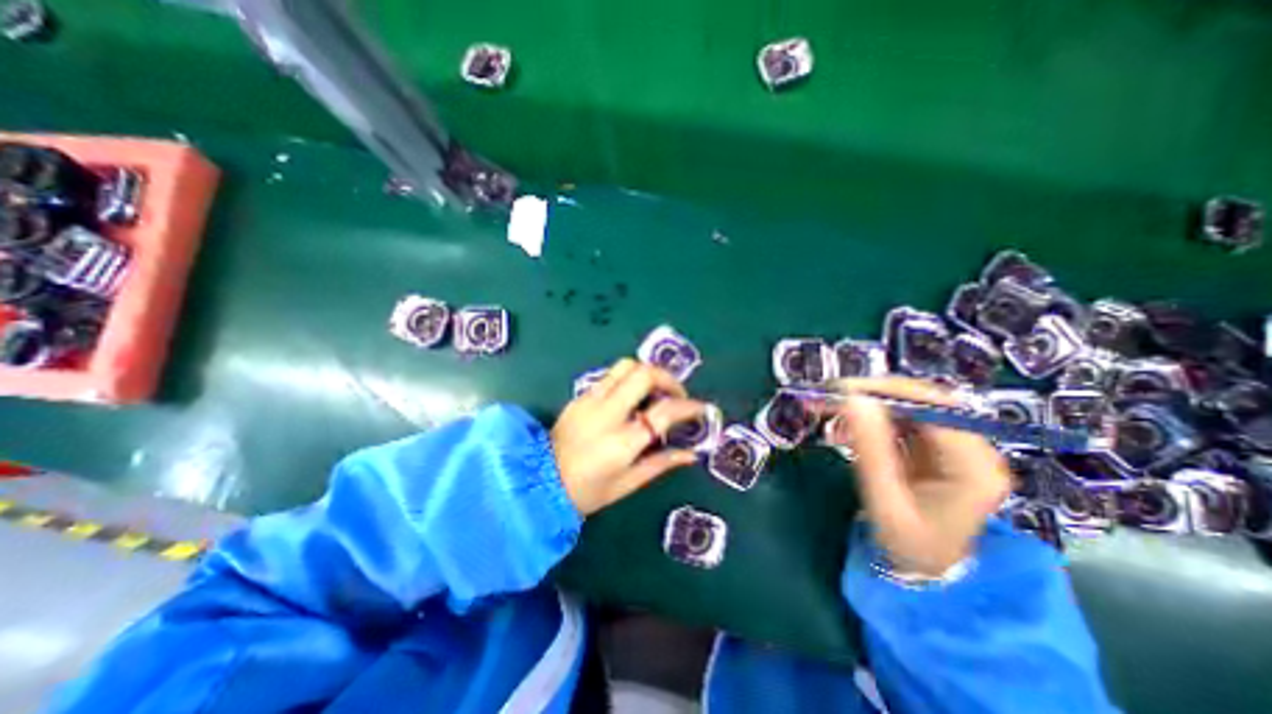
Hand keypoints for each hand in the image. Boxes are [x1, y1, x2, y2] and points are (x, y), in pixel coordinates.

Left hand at [552, 360, 705, 514]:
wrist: (538, 483)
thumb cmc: (586, 492)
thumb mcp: (628, 484)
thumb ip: (661, 463)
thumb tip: (691, 454)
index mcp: (622, 442)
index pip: (664, 411)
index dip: (689, 406)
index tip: (702, 409)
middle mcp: (607, 413)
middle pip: (644, 373)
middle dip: (668, 378)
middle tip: (676, 394)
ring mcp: (590, 400)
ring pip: (625, 366)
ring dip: (647, 373)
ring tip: (655, 391)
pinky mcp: (580, 396)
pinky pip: (610, 376)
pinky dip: (628, 379)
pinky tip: (631, 398)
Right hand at [825, 376, 1014, 576]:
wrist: (927, 569)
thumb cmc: (909, 545)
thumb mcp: (885, 502)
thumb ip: (871, 451)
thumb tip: (853, 400)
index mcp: (974, 467)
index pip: (935, 407)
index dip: (888, 392)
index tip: (844, 391)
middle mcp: (973, 449)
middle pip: (923, 401)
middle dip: (873, 396)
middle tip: (830, 399)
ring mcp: (955, 446)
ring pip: (908, 406)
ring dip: (867, 406)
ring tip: (832, 416)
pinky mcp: (935, 446)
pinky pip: (900, 419)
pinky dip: (870, 418)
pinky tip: (847, 429)